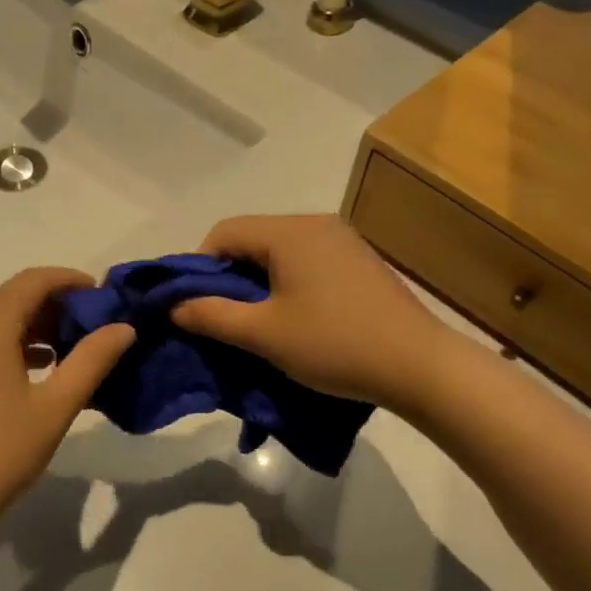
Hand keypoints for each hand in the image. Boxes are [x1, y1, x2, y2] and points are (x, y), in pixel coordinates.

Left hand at [0, 268, 134, 548]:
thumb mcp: (55, 408)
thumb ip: (91, 361)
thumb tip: (122, 327)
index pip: (31, 281)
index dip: (69, 280)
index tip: (102, 295)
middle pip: (11, 300)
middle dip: (54, 307)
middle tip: (92, 330)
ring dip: (32, 330)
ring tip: (69, 354)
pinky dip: (9, 349)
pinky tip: (34, 375)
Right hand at [171, 214, 447, 412]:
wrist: (417, 365)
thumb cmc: (333, 344)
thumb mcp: (263, 333)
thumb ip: (212, 315)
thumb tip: (173, 306)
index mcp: (289, 232)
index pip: (224, 232)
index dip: (198, 267)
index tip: (193, 306)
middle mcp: (316, 224)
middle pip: (252, 240)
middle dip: (227, 278)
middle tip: (220, 320)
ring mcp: (342, 242)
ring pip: (279, 253)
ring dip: (257, 284)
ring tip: (254, 324)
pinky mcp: (359, 263)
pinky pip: (306, 264)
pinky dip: (286, 286)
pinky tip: (292, 319)